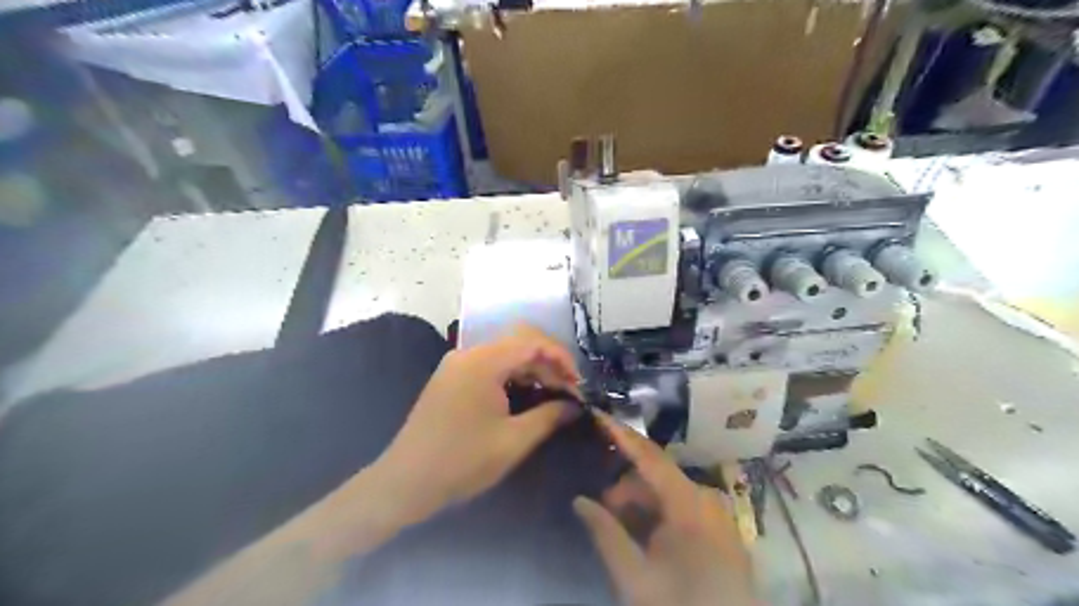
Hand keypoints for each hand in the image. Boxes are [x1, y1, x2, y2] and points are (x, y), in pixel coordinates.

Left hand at [377, 324, 586, 523]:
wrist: (404, 482)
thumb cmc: (462, 462)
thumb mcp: (513, 441)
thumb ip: (549, 416)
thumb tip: (575, 405)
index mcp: (483, 362)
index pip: (532, 342)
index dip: (561, 358)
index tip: (578, 384)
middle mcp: (469, 353)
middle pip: (519, 343)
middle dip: (548, 363)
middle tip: (568, 391)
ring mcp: (457, 364)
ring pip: (505, 354)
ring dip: (531, 369)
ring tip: (552, 396)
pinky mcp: (451, 377)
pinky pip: (489, 365)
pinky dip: (512, 376)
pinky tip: (525, 397)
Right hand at [573, 411, 756, 604]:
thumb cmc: (680, 605)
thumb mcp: (635, 576)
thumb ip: (605, 533)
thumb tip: (579, 500)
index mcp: (688, 504)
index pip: (649, 456)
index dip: (621, 434)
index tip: (597, 415)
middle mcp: (706, 498)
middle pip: (657, 475)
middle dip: (626, 486)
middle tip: (601, 508)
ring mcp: (718, 513)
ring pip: (670, 491)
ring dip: (641, 502)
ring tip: (620, 527)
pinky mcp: (722, 528)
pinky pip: (684, 506)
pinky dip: (659, 513)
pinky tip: (645, 534)